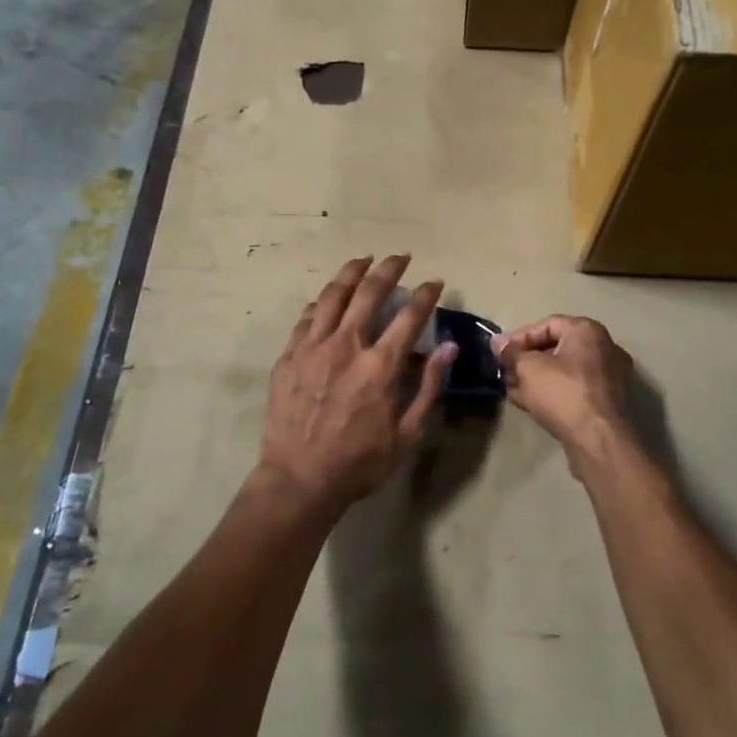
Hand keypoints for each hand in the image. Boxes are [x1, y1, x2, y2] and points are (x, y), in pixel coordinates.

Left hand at [260, 255, 456, 513]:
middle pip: (369, 292)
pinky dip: (322, 302)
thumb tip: (448, 347)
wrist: (298, 479)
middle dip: (389, 269)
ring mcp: (312, 347)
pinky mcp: (289, 355)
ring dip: (351, 272)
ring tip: (364, 260)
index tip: (434, 282)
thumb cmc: (359, 462)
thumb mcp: (406, 433)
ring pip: (333, 295)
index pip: (409, 315)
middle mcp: (346, 346)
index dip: (426, 294)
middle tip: (400, 257)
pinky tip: (328, 298)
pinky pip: (306, 317)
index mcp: (379, 366)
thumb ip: (428, 386)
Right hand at [491, 315, 632, 468]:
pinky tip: (530, 403)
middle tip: (506, 371)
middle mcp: (604, 348)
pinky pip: (575, 389)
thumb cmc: (563, 393)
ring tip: (513, 389)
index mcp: (587, 331)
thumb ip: (511, 353)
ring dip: (537, 378)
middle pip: (557, 347)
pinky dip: (553, 392)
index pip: (547, 324)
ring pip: (565, 371)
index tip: (501, 353)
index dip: (520, 337)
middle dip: (528, 359)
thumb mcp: (529, 369)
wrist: (599, 440)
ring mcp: (610, 376)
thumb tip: (497, 341)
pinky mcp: (608, 402)